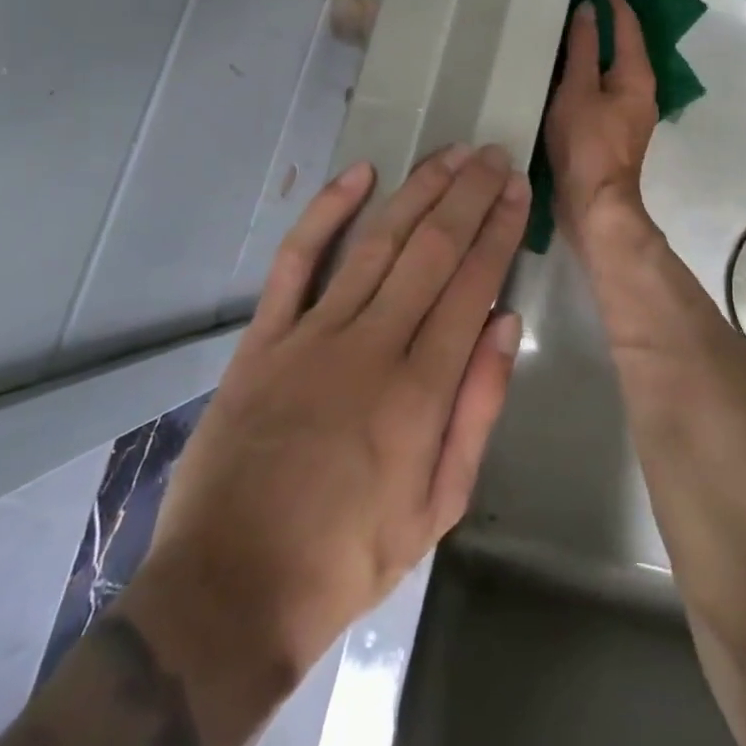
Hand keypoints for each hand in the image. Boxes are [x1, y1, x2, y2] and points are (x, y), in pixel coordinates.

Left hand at [129, 145, 528, 703]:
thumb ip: (476, 409)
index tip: (516, 190)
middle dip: (467, 196)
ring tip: (450, 154)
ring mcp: (312, 336)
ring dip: (418, 191)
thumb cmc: (347, 557)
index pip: (472, 284)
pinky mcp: (264, 338)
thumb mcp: (437, 506)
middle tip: (492, 156)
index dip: (498, 230)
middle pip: (431, 250)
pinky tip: (360, 174)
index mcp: (420, 391)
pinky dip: (326, 212)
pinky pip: (297, 260)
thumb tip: (504, 323)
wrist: (229, 591)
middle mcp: (371, 347)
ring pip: (377, 242)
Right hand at [545, 0, 660, 257]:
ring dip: (596, 45)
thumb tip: (590, 10)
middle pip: (625, 44)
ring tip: (569, 26)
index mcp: (638, 76)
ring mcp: (627, 112)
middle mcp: (640, 90)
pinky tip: (565, 68)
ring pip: (613, 67)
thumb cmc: (586, 144)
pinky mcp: (612, 129)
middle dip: (608, 19)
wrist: (593, 205)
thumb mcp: (579, 90)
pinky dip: (588, 70)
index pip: (629, 24)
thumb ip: (584, 48)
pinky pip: (602, 87)